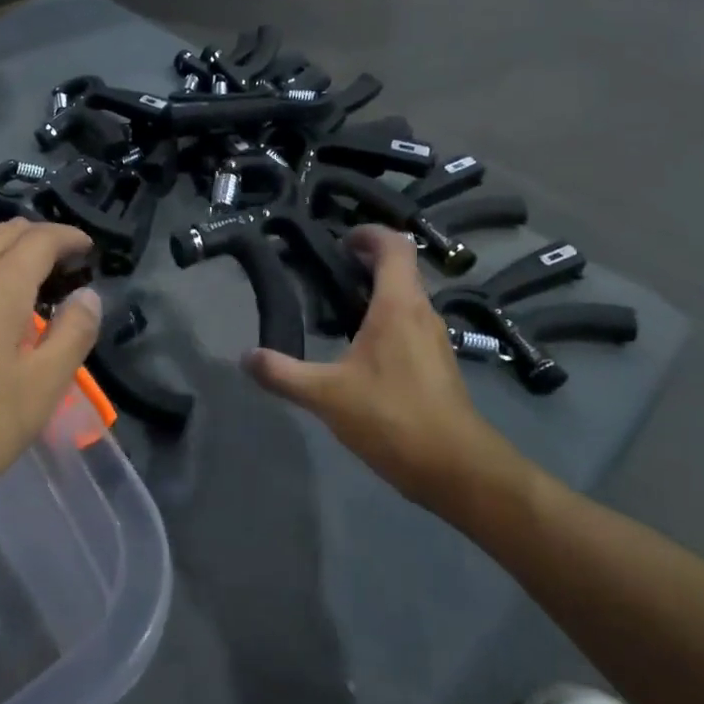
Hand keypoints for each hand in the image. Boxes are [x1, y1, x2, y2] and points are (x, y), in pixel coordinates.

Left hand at [0, 218, 100, 518]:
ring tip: (22, 248)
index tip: (88, 249)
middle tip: (63, 259)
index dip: (68, 238)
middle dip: (39, 237)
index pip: (41, 241)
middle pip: (5, 235)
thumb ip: (70, 337)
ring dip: (1, 237)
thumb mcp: (36, 392)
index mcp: (1, 289)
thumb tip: (89, 295)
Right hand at [245, 226, 532, 523]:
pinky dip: (387, 318)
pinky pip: (411, 323)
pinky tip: (361, 347)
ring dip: (377, 290)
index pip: (394, 246)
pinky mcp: (438, 364)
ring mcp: (434, 339)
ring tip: (339, 304)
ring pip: (407, 297)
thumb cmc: (393, 418)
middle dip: (366, 260)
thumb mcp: (326, 395)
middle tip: (328, 268)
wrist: (458, 470)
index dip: (369, 233)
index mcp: (398, 305)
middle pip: (400, 268)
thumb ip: (283, 373)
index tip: (340, 238)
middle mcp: (421, 313)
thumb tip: (245, 357)